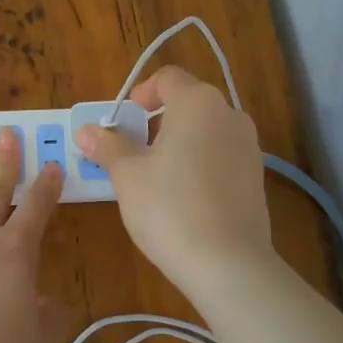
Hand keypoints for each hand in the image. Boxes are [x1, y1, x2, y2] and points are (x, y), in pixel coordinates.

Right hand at [75, 67, 274, 289]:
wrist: (228, 264)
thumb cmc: (169, 207)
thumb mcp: (128, 175)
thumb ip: (108, 147)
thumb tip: (85, 131)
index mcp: (198, 102)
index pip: (168, 78)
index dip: (141, 93)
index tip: (123, 120)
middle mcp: (229, 115)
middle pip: (188, 103)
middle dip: (157, 121)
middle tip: (131, 151)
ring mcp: (249, 146)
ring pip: (206, 131)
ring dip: (178, 143)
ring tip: (153, 177)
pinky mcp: (257, 177)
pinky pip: (221, 156)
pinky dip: (198, 163)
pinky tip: (182, 198)